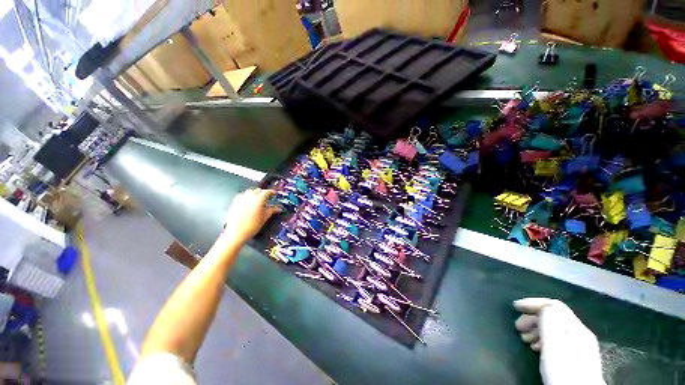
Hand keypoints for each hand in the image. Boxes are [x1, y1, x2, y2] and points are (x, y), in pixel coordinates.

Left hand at [221, 189, 281, 243]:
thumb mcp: (265, 217)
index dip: (272, 192)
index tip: (275, 194)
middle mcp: (249, 196)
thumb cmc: (252, 225)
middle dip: (263, 192)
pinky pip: (242, 195)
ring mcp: (241, 198)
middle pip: (258, 190)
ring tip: (258, 199)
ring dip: (255, 193)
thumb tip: (279, 208)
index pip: (267, 192)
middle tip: (268, 197)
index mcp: (259, 199)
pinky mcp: (234, 202)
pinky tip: (249, 202)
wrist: (236, 233)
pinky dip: (247, 196)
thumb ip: (272, 210)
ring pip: (250, 191)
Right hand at [513, 298, 605, 384]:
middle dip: (532, 318)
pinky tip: (536, 349)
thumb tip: (544, 307)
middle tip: (517, 327)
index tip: (514, 307)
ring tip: (524, 339)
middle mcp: (580, 333)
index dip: (533, 303)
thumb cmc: (564, 372)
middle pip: (554, 317)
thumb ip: (550, 324)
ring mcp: (580, 346)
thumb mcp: (554, 347)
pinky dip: (543, 339)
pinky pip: (557, 339)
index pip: (554, 306)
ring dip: (536, 329)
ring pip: (555, 329)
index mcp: (576, 328)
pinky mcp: (576, 357)